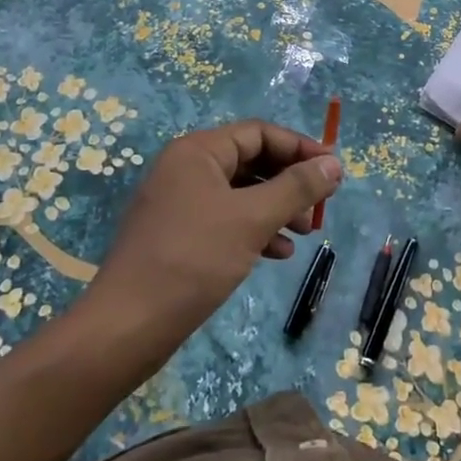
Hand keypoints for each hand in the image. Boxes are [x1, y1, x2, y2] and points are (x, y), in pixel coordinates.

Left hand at [88, 120, 341, 335]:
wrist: (126, 327)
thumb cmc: (193, 260)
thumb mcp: (252, 219)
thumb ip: (296, 187)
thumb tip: (334, 163)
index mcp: (198, 151)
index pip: (259, 133)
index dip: (299, 148)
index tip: (332, 171)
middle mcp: (186, 168)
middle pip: (251, 160)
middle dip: (289, 182)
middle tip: (319, 207)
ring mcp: (179, 202)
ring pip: (240, 193)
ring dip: (276, 208)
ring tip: (303, 234)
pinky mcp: (178, 234)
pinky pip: (225, 219)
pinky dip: (254, 230)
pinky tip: (277, 254)